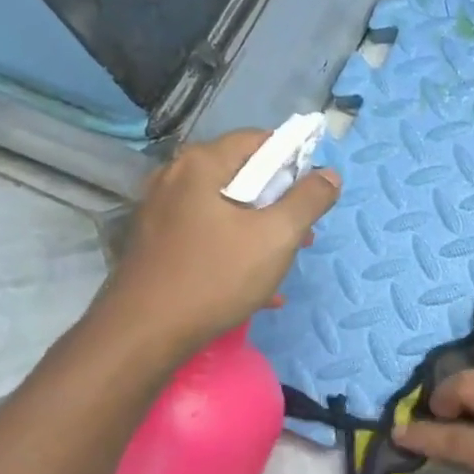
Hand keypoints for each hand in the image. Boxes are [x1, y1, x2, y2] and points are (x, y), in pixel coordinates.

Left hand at [96, 129, 338, 360]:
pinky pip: (207, 235)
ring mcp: (161, 211)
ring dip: (261, 232)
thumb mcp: (276, 237)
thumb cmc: (216, 276)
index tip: (313, 197)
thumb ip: (308, 200)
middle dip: (280, 204)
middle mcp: (175, 177)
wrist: (144, 332)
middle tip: (303, 236)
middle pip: (242, 176)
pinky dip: (235, 251)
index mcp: (202, 164)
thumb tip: (330, 174)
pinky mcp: (156, 243)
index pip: (259, 140)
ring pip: (226, 210)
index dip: (294, 162)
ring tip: (283, 264)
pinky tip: (257, 288)